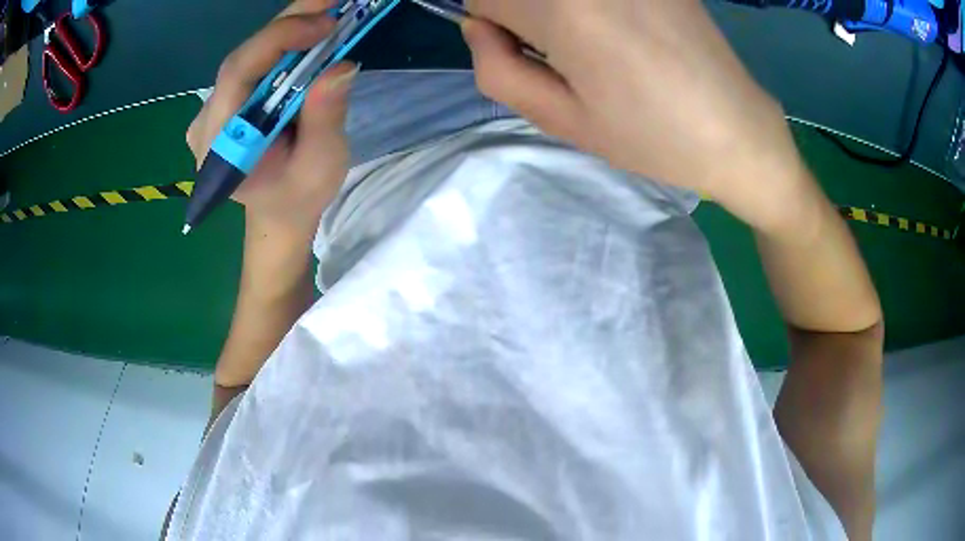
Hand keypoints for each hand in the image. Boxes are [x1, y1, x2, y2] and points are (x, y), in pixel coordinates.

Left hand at [186, 0, 357, 238]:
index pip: (237, 76)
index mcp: (220, 144)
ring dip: (291, 28)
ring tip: (329, 10)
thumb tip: (341, 64)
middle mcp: (208, 119)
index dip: (278, 39)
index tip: (325, 22)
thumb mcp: (320, 166)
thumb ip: (324, 118)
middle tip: (333, 2)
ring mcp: (214, 107)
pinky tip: (311, 29)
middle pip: (243, 57)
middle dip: (289, 24)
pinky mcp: (228, 98)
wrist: (278, 209)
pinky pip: (255, 60)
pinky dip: (286, 40)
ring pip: (250, 54)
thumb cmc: (297, 196)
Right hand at [463, 0, 809, 232]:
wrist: (739, 130)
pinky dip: (596, 4)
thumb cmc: (653, 136)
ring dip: (560, 8)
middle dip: (525, 12)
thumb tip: (480, 26)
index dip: (496, 26)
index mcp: (564, 9)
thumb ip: (498, 70)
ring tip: (603, 43)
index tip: (531, 53)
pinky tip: (630, 31)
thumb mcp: (562, 120)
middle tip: (568, 51)